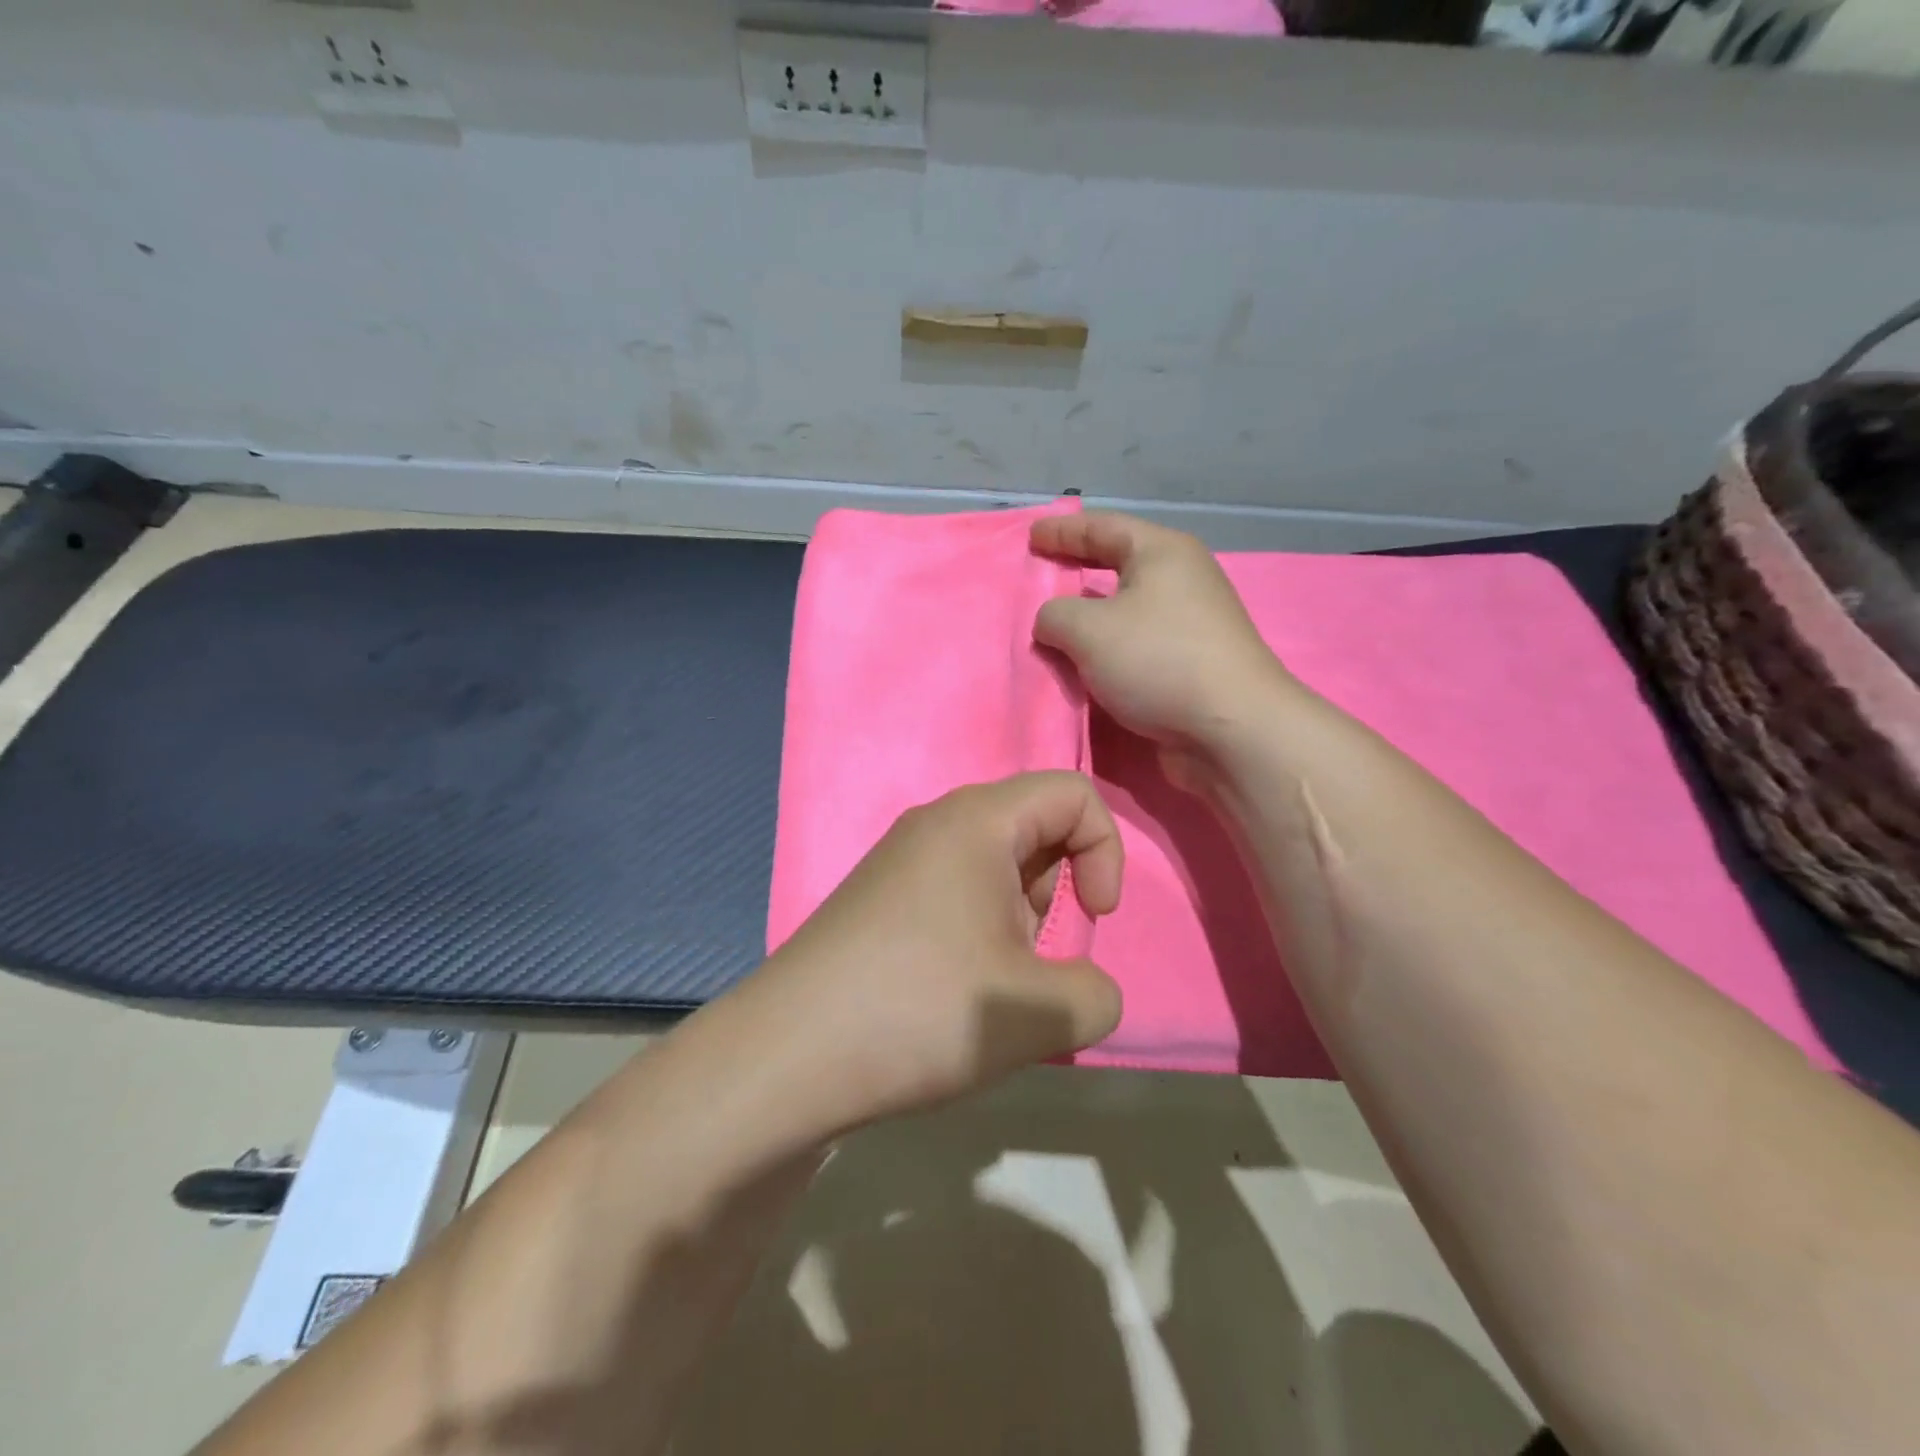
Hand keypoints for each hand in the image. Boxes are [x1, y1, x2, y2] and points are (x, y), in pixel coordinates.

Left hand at [743, 772, 1124, 1131]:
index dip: (1107, 851)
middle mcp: (935, 823)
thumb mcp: (1037, 1014)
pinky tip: (949, 994)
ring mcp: (899, 859)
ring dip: (1017, 922)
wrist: (786, 1057)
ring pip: (995, 867)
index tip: (1094, 920)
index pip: (1073, 794)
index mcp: (977, 821)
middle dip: (1057, 895)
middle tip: (1028, 961)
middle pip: (1034, 829)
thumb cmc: (921, 1011)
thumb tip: (1090, 992)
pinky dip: (977, 933)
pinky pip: (955, 892)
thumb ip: (1097, 997)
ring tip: (988, 987)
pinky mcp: (878, 898)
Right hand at [1031, 512, 1293, 776]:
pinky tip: (1084, 664)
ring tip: (1054, 626)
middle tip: (1042, 574)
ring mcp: (1191, 624)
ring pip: (1127, 610)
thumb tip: (1052, 623)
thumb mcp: (1087, 630)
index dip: (1063, 531)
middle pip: (1119, 564)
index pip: (1103, 527)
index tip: (1031, 536)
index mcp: (1163, 553)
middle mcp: (1182, 580)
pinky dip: (1108, 650)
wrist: (1230, 729)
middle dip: (1078, 569)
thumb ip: (1054, 616)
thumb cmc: (1158, 661)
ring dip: (1091, 618)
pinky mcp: (1192, 664)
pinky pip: (1137, 645)